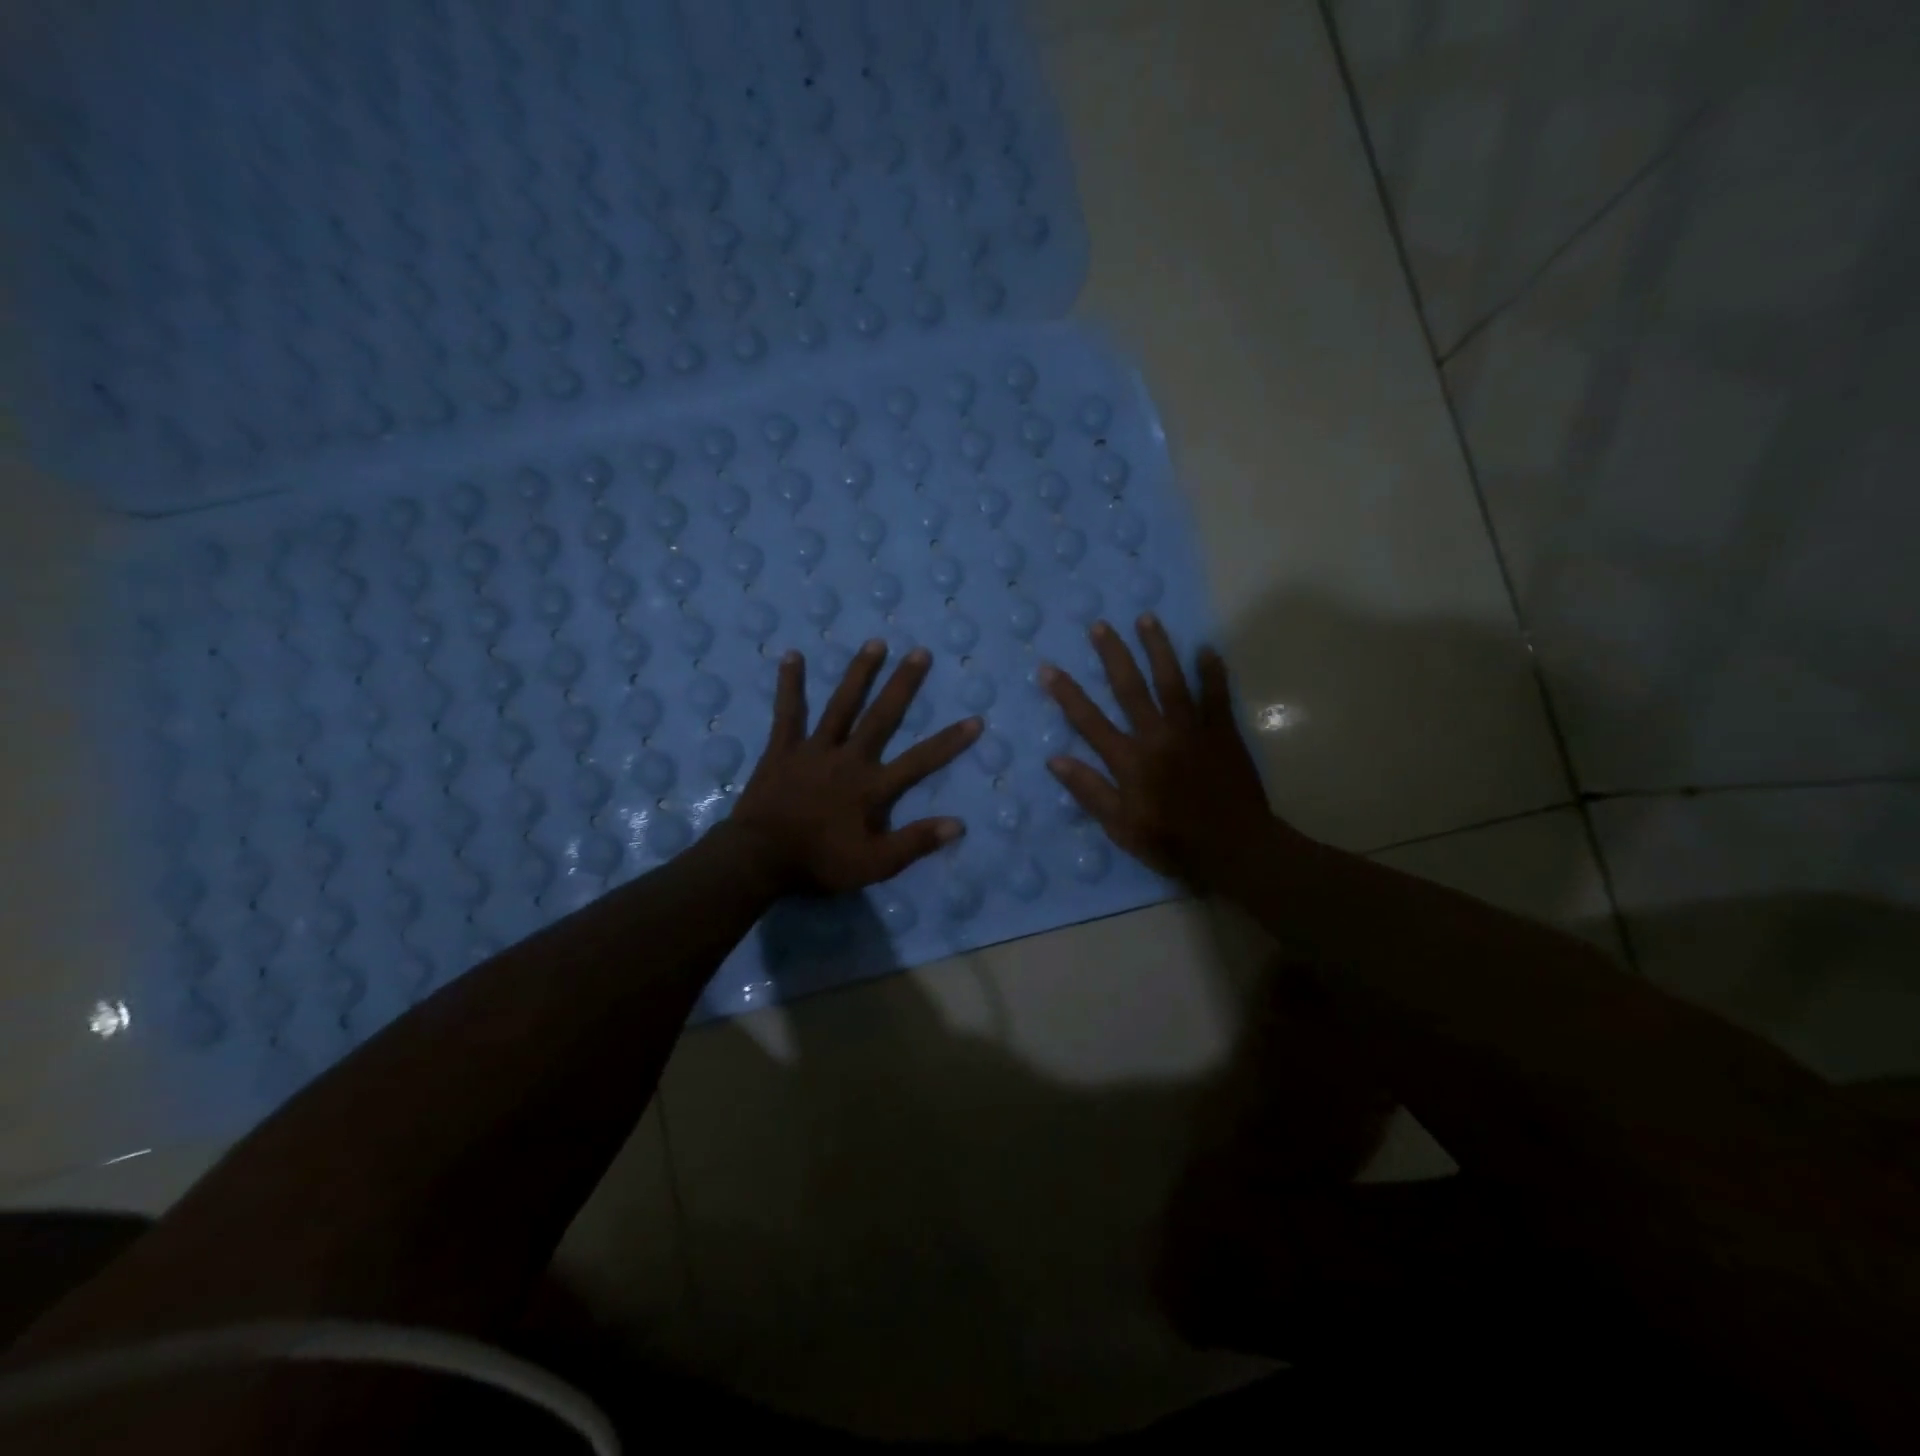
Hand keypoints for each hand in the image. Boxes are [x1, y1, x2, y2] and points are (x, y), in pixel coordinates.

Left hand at [730, 639, 981, 894]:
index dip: (949, 742)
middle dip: (903, 684)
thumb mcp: (875, 865)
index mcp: (872, 787)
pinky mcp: (783, 748)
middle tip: (920, 652)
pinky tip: (792, 655)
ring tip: (875, 642)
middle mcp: (849, 758)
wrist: (759, 859)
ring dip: (859, 673)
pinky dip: (790, 684)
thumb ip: (915, 842)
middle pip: (882, 716)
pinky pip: (788, 711)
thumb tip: (958, 824)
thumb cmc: (819, 863)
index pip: (920, 761)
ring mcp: (814, 749)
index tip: (975, 719)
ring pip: (842, 705)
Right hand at [1041, 615, 1288, 889]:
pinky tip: (1206, 649)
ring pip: (1172, 681)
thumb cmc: (1173, 843)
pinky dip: (1212, 671)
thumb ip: (1089, 791)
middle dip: (1113, 655)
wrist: (1235, 849)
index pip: (1089, 721)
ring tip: (1147, 619)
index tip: (1048, 669)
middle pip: (1130, 688)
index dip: (1067, 694)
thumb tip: (1055, 760)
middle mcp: (1157, 736)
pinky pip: (1217, 696)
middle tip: (1100, 625)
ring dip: (1158, 648)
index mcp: (1129, 760)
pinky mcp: (1223, 733)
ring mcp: (1192, 730)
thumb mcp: (1121, 827)